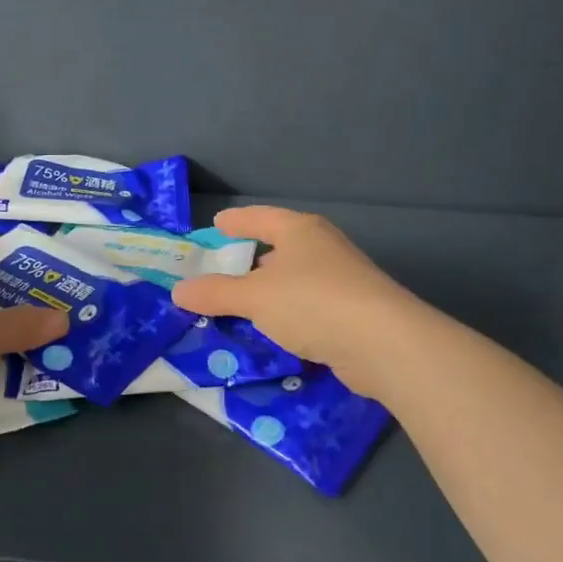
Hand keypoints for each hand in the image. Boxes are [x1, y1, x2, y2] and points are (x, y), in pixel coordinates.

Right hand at [171, 207, 420, 395]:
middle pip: (280, 247)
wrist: (384, 343)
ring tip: (244, 304)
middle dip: (253, 258)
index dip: (237, 221)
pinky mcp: (354, 312)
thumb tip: (178, 290)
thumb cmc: (312, 302)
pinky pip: (310, 306)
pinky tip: (276, 331)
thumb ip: (215, 293)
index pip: (260, 218)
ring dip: (272, 290)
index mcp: (299, 231)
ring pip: (296, 279)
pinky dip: (289, 314)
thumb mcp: (254, 297)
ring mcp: (343, 279)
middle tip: (223, 270)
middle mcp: (323, 248)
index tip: (217, 223)